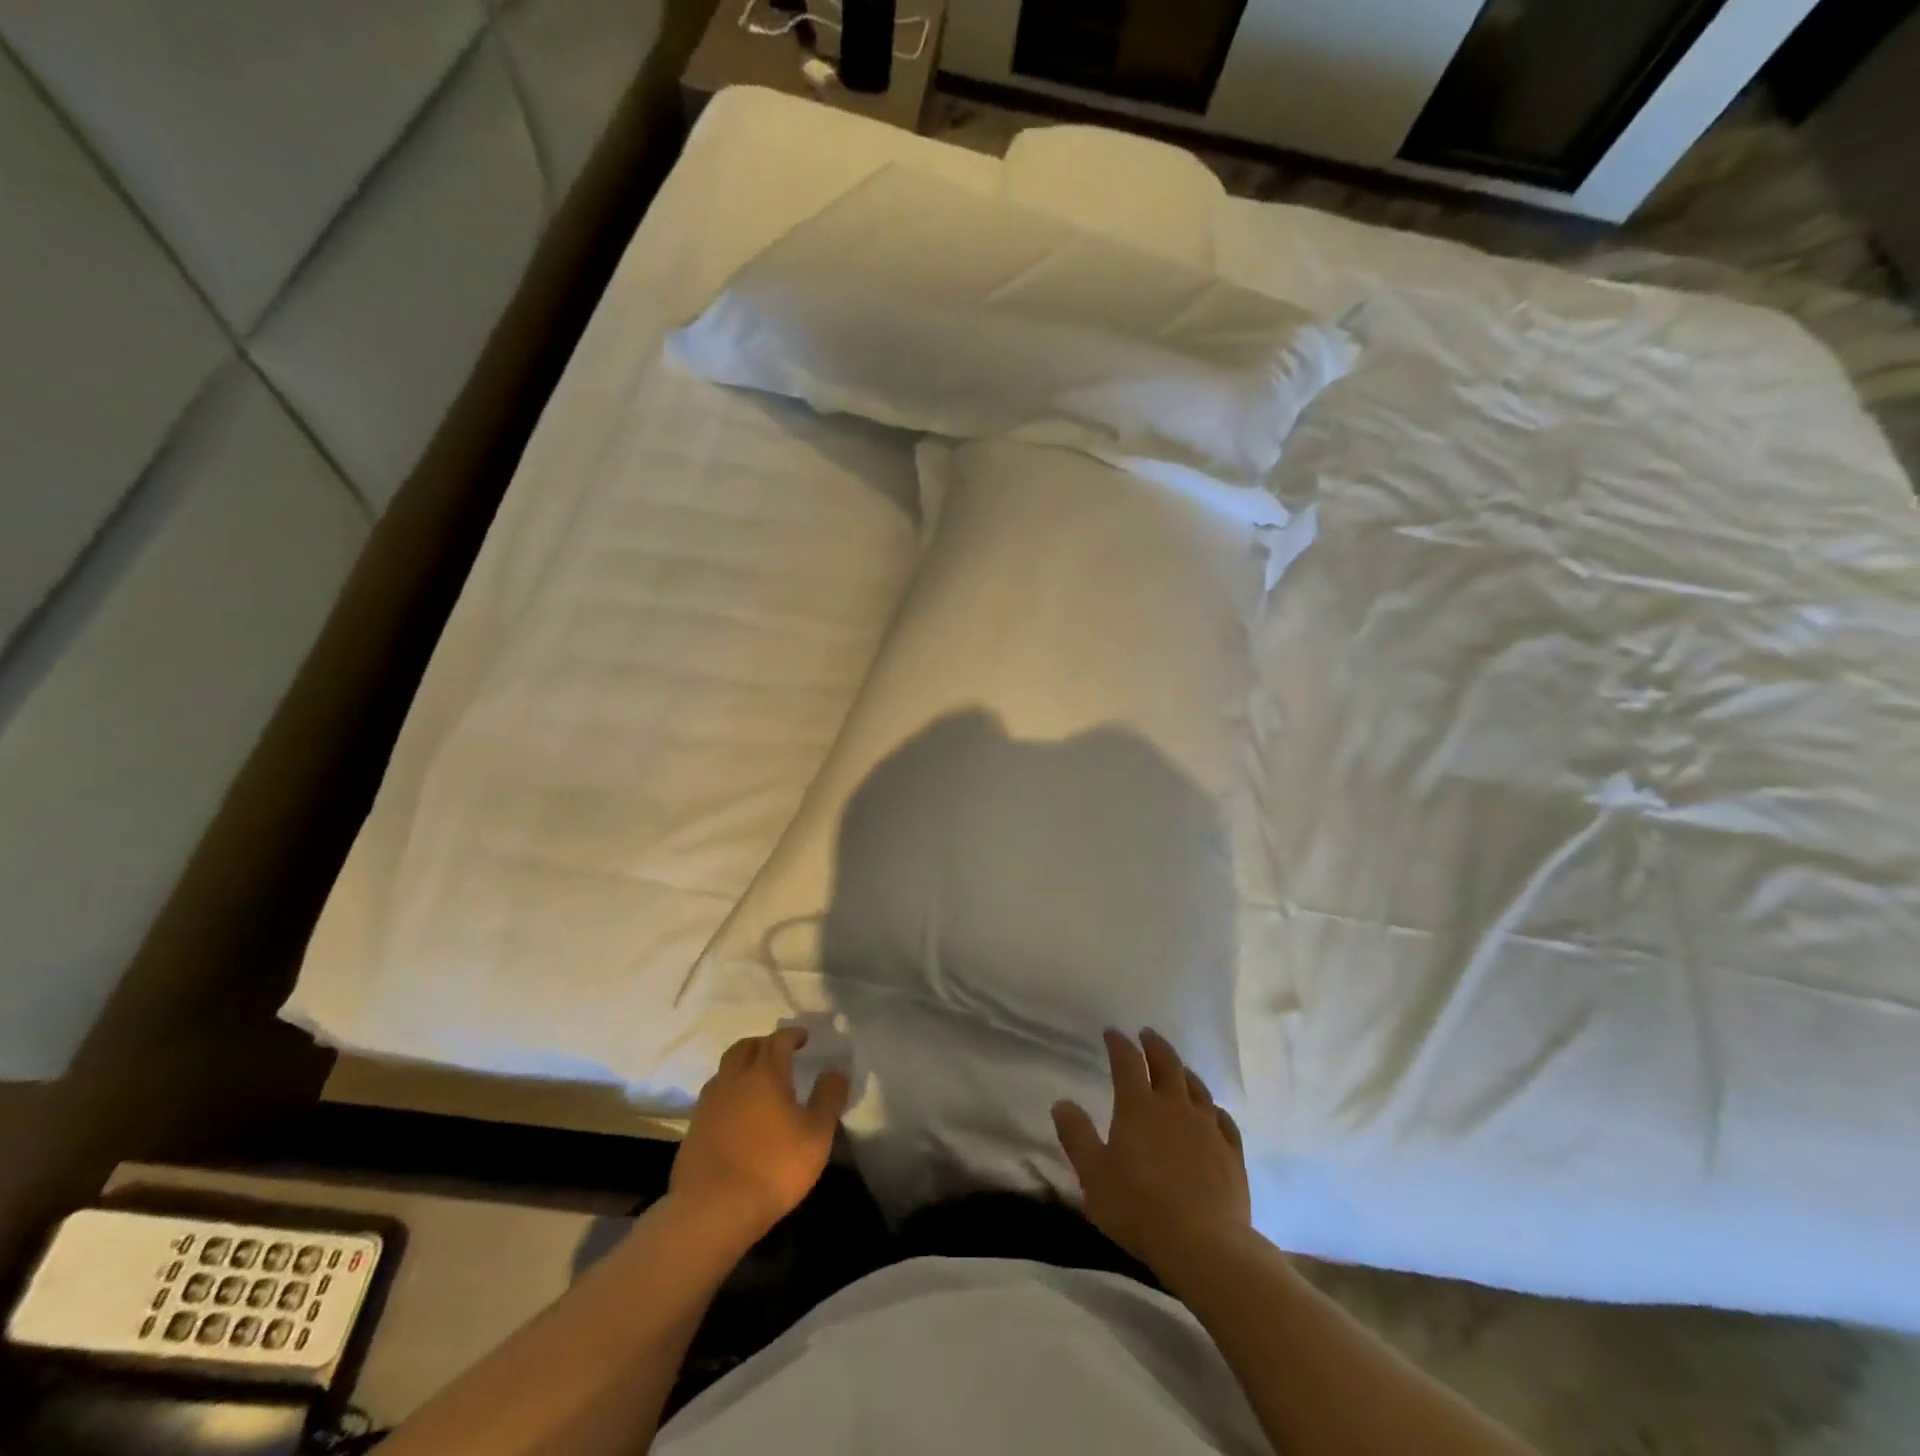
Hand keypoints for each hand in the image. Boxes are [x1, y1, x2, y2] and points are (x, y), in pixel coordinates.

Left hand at [670, 1027, 850, 1244]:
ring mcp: (709, 1104)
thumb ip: (828, 1098)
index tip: (803, 1037)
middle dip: (763, 1043)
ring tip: (756, 1080)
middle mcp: (734, 1080)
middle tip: (778, 1052)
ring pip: (725, 1069)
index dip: (792, 1035)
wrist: (712, 1210)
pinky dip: (728, 1092)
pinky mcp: (694, 1129)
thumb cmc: (773, 1167)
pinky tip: (737, 1111)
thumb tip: (835, 1070)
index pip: (778, 1041)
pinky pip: (713, 1096)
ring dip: (742, 1065)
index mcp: (765, 1074)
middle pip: (745, 1047)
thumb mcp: (817, 1134)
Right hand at [1053, 1029, 1251, 1281]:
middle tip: (1147, 1035)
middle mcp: (1175, 1107)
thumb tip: (1062, 1103)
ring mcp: (1208, 1129)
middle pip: (1167, 1065)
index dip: (1119, 1044)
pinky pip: (1224, 1121)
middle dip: (1155, 1046)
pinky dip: (1215, 1110)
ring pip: (1197, 1088)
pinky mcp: (1231, 1154)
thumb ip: (1076, 1136)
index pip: (1127, 1062)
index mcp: (1138, 1106)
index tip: (1112, 1032)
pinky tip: (1214, 1113)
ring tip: (1179, 1067)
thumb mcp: (1093, 1174)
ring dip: (1185, 1072)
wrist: (1204, 1244)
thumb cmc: (1138, 1207)